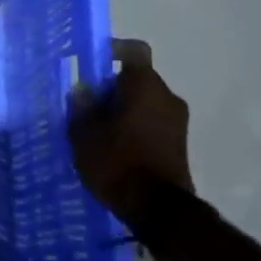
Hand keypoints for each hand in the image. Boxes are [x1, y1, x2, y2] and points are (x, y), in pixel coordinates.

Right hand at [69, 38, 193, 229]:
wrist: (158, 209)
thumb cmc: (117, 163)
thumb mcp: (84, 135)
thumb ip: (82, 107)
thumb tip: (82, 89)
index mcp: (144, 86)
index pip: (134, 51)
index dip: (112, 50)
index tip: (92, 61)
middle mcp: (167, 96)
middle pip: (136, 79)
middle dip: (111, 88)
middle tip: (85, 105)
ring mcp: (177, 121)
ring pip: (144, 102)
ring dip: (122, 109)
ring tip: (96, 130)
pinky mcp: (179, 144)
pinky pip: (152, 123)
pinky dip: (133, 127)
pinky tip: (113, 148)